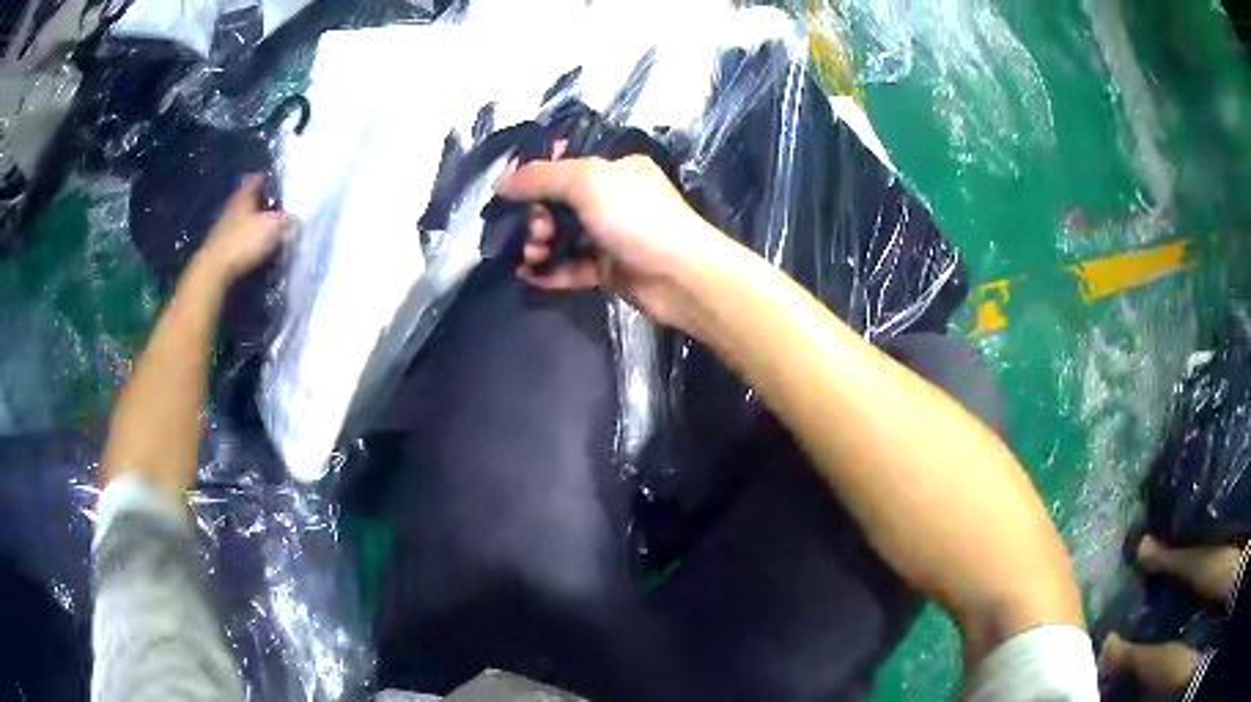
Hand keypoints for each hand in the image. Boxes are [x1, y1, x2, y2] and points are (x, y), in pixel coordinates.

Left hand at [193, 175, 288, 285]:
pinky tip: (257, 251)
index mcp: (244, 196)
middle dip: (262, 205)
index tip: (278, 185)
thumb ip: (288, 222)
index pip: (256, 180)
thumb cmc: (244, 242)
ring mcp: (224, 229)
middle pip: (249, 201)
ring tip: (269, 234)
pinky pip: (239, 240)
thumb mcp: (273, 228)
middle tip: (277, 212)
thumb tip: (297, 222)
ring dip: (254, 226)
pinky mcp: (221, 249)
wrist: (214, 271)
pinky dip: (248, 243)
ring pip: (244, 221)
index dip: (267, 180)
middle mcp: (233, 207)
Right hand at [494, 155, 729, 330]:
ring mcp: (612, 236)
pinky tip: (528, 277)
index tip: (508, 195)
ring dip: (541, 245)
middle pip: (560, 203)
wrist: (681, 277)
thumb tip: (499, 181)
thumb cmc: (636, 218)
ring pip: (564, 236)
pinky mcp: (610, 270)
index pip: (565, 166)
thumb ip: (540, 177)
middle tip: (535, 233)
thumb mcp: (587, 182)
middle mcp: (613, 198)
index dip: (534, 179)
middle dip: (537, 217)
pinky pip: (572, 267)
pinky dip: (550, 271)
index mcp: (615, 169)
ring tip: (533, 256)